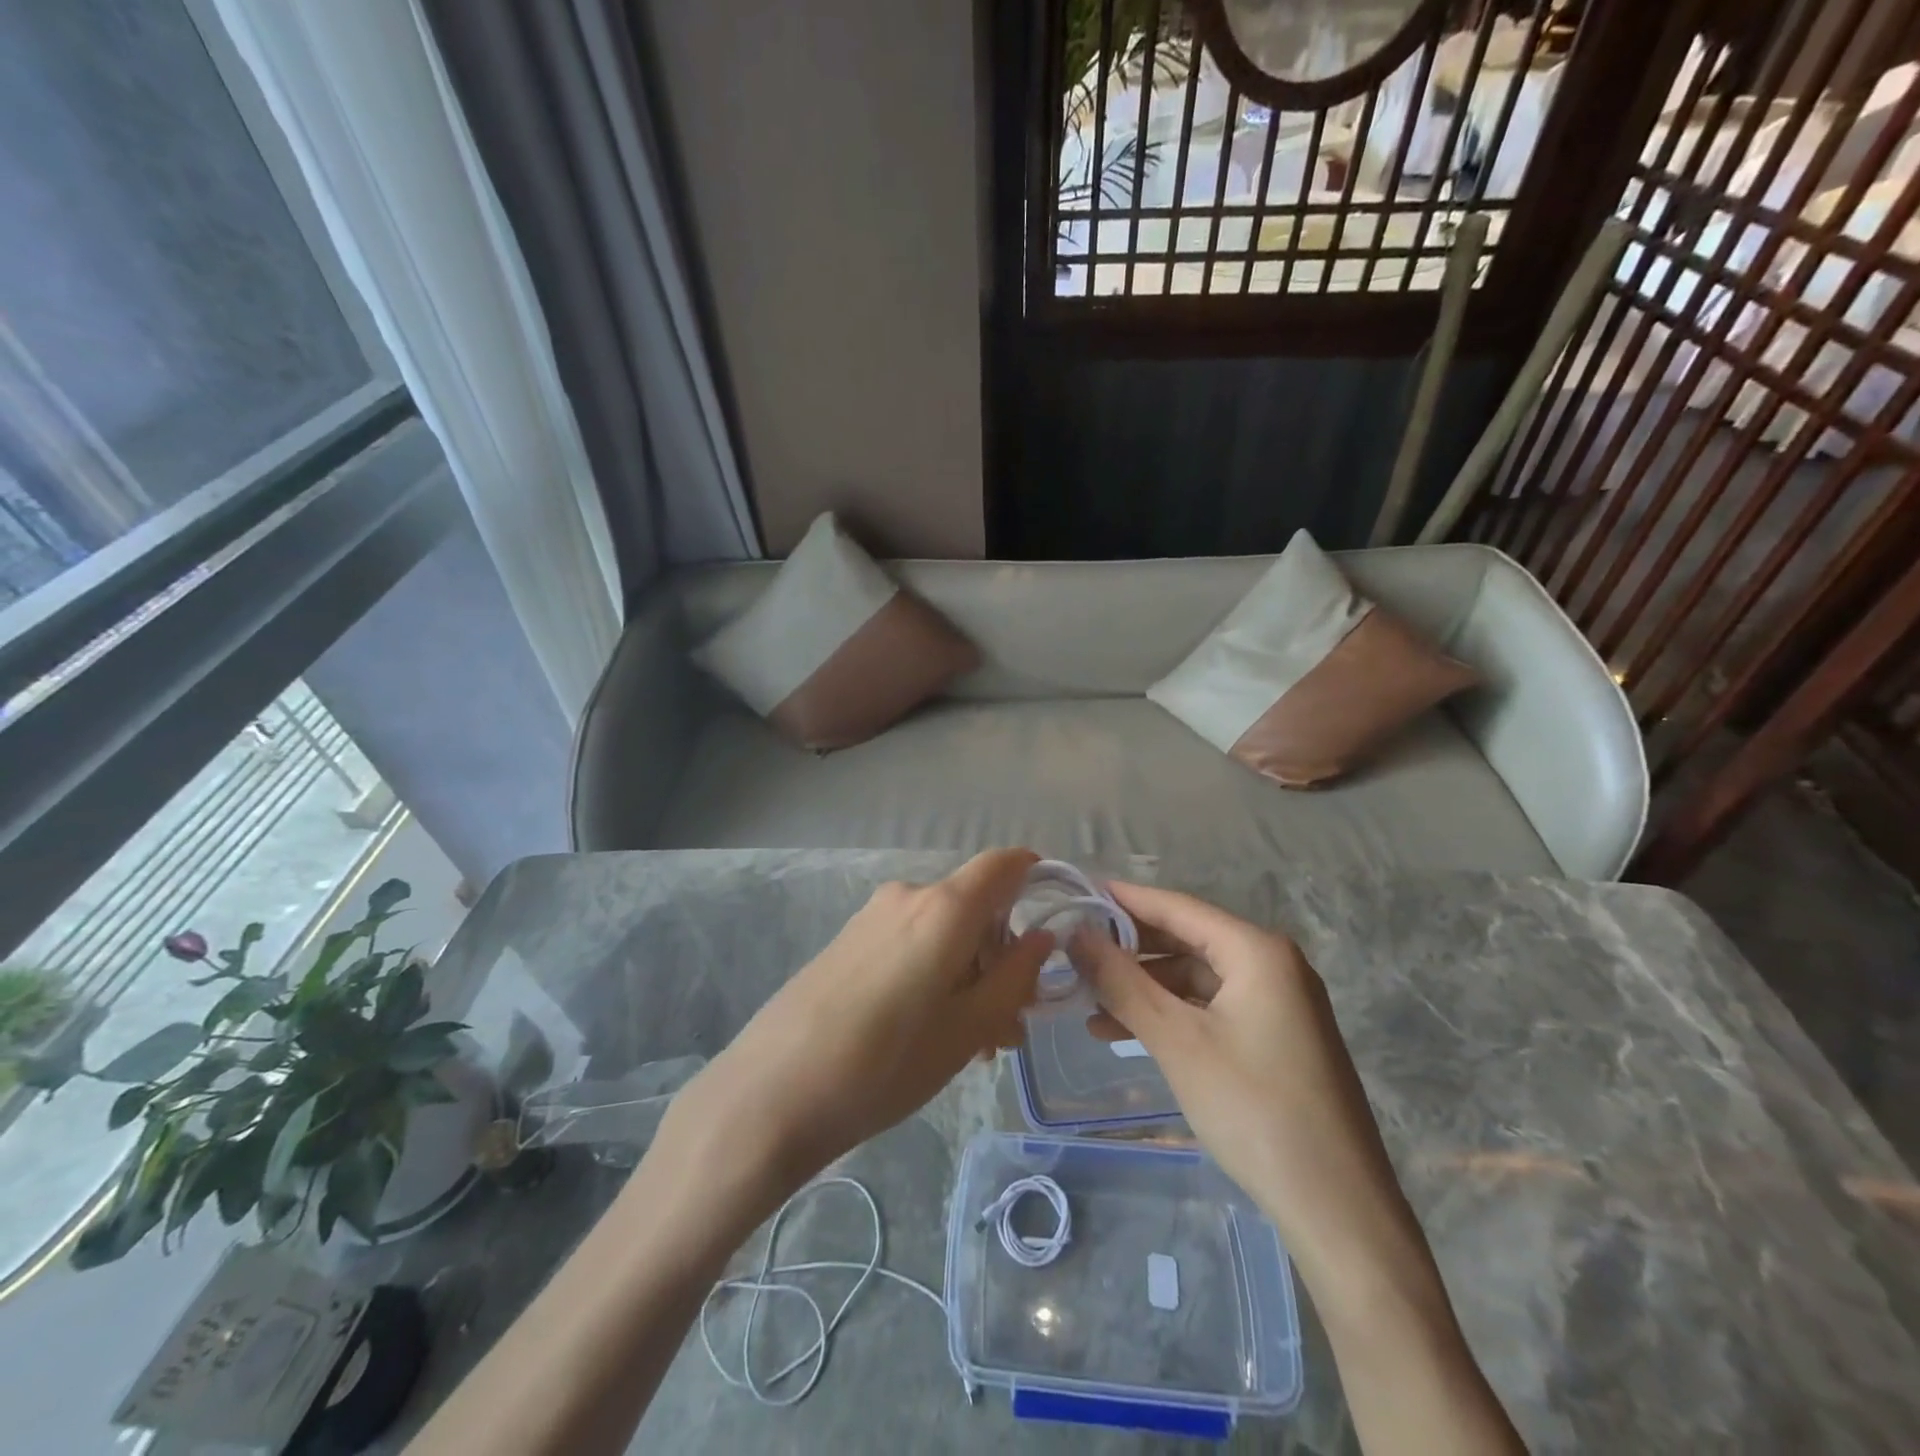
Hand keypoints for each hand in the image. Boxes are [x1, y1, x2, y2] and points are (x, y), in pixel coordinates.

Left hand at [669, 849, 1052, 1192]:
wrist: (774, 1091)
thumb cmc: (887, 1062)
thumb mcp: (968, 1028)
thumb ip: (1015, 976)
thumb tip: (1043, 937)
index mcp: (945, 907)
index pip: (1004, 863)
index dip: (1035, 878)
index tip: (1052, 925)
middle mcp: (908, 895)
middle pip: (975, 908)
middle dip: (1002, 958)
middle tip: (1009, 1028)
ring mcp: (872, 916)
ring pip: (943, 932)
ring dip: (968, 975)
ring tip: (971, 1043)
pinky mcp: (848, 940)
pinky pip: (909, 942)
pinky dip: (934, 973)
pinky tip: (928, 1031)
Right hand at [1068, 882, 1429, 1286]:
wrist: (1338, 1210)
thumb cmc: (1254, 1109)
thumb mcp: (1177, 1041)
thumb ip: (1122, 982)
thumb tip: (1075, 934)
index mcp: (1257, 951)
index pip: (1176, 906)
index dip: (1123, 900)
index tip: (1075, 895)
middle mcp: (1271, 965)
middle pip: (1186, 939)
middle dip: (1128, 949)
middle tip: (1073, 953)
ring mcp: (1277, 1003)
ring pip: (1195, 977)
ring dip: (1143, 988)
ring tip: (1088, 1004)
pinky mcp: (1274, 1039)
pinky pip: (1210, 1008)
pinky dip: (1169, 1015)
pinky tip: (1126, 1033)